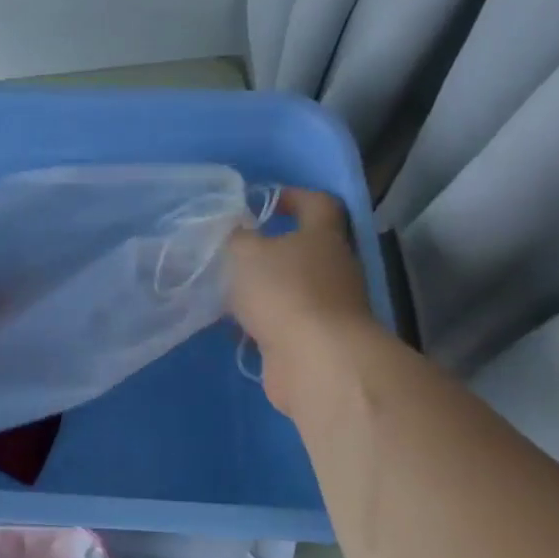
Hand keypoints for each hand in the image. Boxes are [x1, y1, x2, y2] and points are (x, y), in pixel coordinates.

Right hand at [227, 188, 375, 410]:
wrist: (316, 361)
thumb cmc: (284, 291)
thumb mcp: (246, 252)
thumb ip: (237, 237)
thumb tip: (237, 231)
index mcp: (323, 237)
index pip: (318, 204)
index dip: (292, 197)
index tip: (261, 202)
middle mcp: (333, 268)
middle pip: (303, 249)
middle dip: (269, 250)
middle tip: (233, 252)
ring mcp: (328, 307)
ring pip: (290, 288)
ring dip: (262, 289)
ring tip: (224, 290)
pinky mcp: (316, 340)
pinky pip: (284, 321)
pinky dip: (261, 321)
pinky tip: (233, 326)